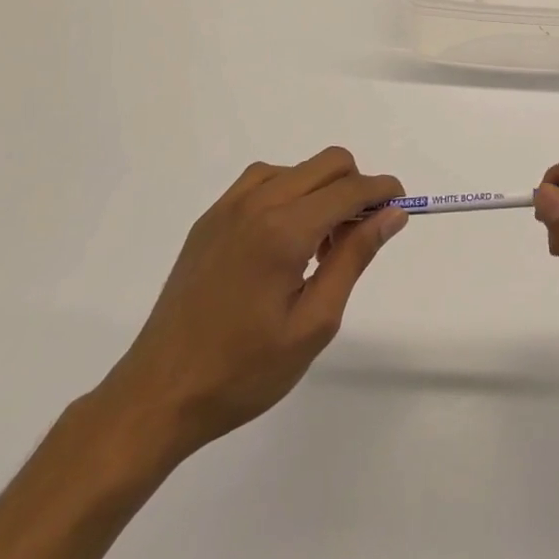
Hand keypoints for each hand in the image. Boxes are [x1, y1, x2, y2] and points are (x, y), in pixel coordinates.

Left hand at [99, 147, 407, 461]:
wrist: (159, 395)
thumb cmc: (243, 371)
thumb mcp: (313, 324)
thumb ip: (354, 258)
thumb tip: (392, 213)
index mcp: (284, 230)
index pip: (350, 188)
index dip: (383, 191)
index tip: (400, 208)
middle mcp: (257, 204)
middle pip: (328, 163)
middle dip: (356, 187)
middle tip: (358, 236)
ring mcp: (228, 207)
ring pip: (296, 168)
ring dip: (322, 190)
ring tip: (319, 246)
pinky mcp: (210, 220)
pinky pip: (262, 182)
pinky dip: (288, 193)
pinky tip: (284, 238)